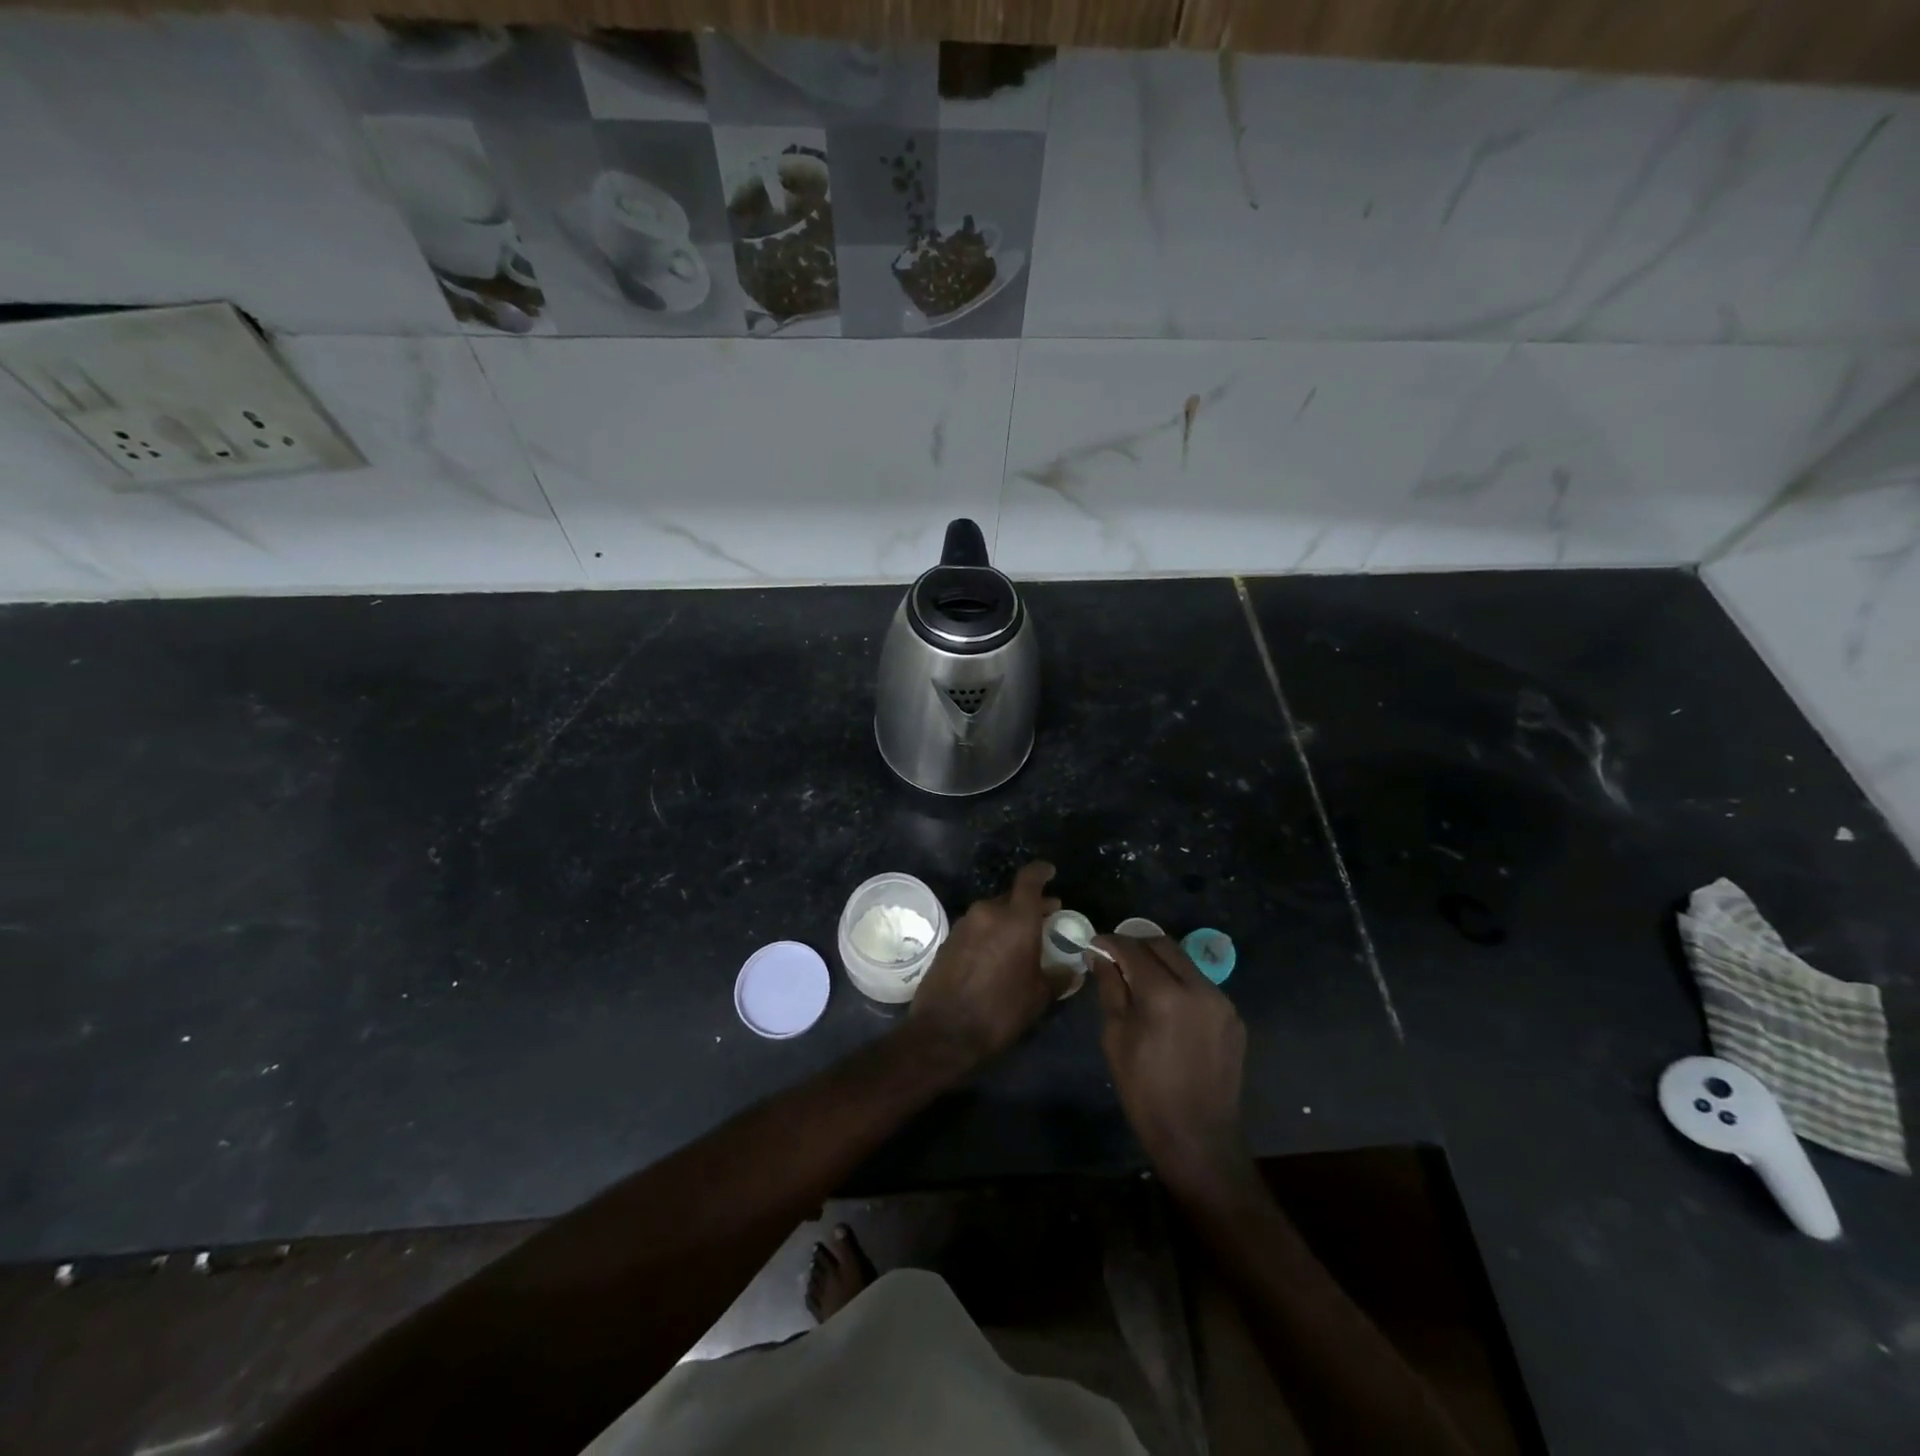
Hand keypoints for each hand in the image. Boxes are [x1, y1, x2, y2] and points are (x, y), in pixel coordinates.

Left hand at [909, 861, 1059, 1067]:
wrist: (944, 1031)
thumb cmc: (1000, 1011)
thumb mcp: (1039, 997)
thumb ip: (1058, 977)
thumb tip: (1071, 971)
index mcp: (1016, 919)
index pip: (1029, 879)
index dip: (1041, 871)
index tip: (1051, 872)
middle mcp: (988, 912)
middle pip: (1012, 897)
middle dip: (1029, 904)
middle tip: (1045, 918)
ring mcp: (964, 924)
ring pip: (992, 911)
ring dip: (1008, 919)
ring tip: (1021, 939)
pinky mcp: (948, 939)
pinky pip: (977, 926)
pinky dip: (990, 932)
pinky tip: (996, 954)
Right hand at [1089, 934, 1251, 1198]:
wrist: (1198, 1139)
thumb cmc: (1145, 1091)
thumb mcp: (1115, 1037)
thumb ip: (1110, 988)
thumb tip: (1100, 956)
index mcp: (1165, 994)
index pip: (1133, 949)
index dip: (1110, 943)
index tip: (1095, 946)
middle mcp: (1198, 987)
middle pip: (1163, 945)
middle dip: (1136, 945)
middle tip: (1115, 959)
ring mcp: (1222, 1002)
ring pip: (1184, 962)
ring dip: (1159, 962)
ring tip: (1139, 980)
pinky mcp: (1234, 1018)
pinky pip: (1201, 985)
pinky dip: (1179, 983)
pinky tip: (1167, 1005)